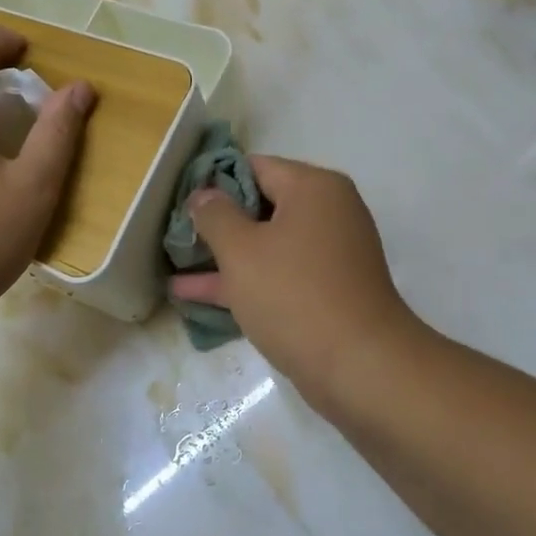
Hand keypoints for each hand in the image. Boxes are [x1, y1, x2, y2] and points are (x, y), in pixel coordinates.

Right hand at [170, 157, 419, 396]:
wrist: (360, 368)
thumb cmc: (294, 295)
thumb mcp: (241, 250)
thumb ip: (214, 215)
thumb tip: (204, 195)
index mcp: (313, 188)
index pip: (254, 167)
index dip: (213, 182)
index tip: (180, 204)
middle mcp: (327, 213)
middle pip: (261, 205)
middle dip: (217, 223)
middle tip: (175, 236)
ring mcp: (329, 254)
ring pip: (266, 245)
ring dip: (224, 257)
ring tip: (174, 267)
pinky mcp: (327, 291)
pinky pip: (278, 275)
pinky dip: (244, 282)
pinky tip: (196, 298)